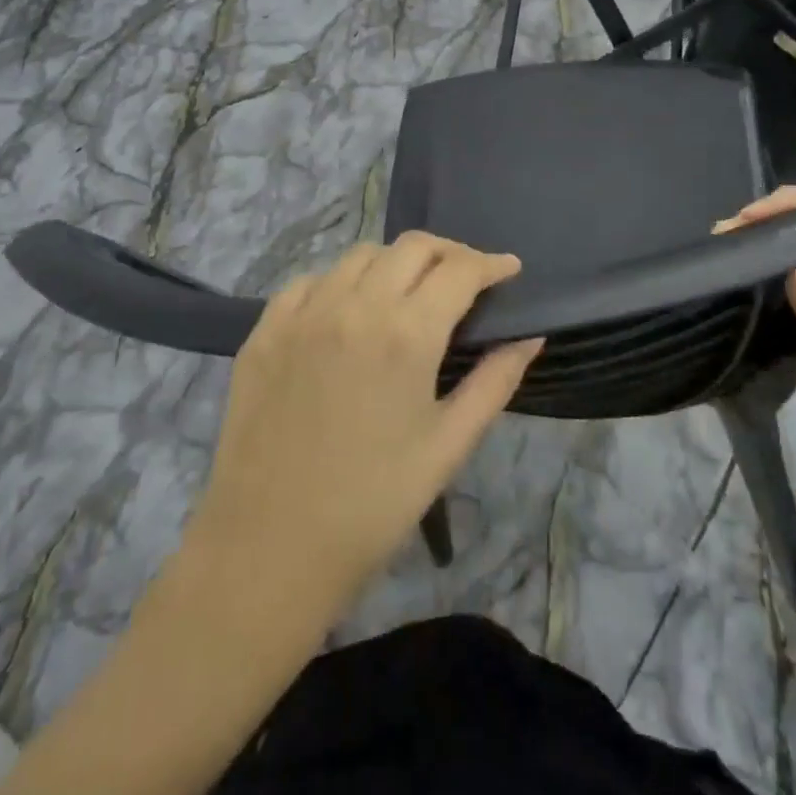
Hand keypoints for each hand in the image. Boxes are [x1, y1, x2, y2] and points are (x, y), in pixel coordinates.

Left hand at [186, 233, 541, 605]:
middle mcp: (354, 305)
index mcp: (406, 334)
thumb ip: (495, 381)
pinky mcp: (265, 329)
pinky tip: (348, 311)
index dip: (492, 264)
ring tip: (409, 294)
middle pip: (412, 247)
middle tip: (466, 280)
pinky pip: (311, 280)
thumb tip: (530, 337)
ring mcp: (303, 313)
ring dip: (396, 264)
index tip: (509, 270)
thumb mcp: (448, 445)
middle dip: (449, 253)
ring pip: (361, 255)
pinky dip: (340, 282)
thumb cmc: (374, 503)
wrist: (269, 547)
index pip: (459, 270)